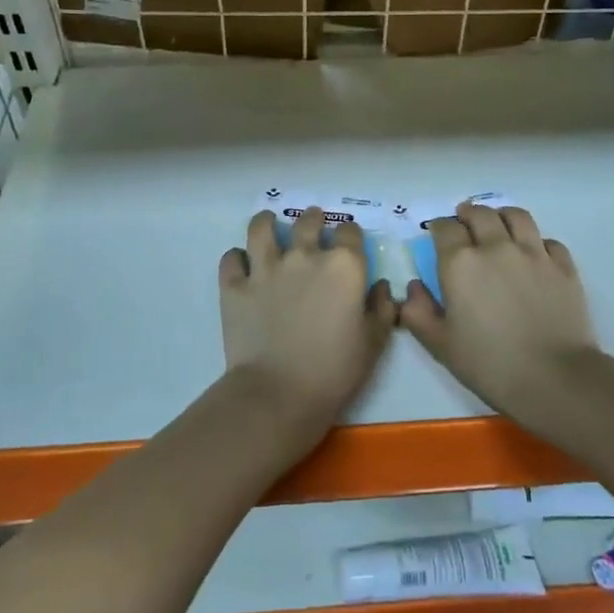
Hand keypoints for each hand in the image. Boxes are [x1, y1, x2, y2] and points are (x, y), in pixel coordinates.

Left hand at [220, 206, 396, 424]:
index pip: (349, 232)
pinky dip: (236, 258)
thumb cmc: (335, 370)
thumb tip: (381, 286)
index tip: (349, 243)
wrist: (279, 393)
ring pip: (262, 228)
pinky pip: (231, 259)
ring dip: (267, 222)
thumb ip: (382, 308)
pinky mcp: (234, 286)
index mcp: (343, 266)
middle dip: (313, 219)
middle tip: (313, 223)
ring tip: (269, 223)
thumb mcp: (374, 342)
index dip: (350, 235)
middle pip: (307, 222)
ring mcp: (265, 268)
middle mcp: (304, 256)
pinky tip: (241, 263)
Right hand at [400, 203, 596, 429]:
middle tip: (464, 221)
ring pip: (517, 216)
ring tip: (498, 222)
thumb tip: (414, 287)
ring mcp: (534, 253)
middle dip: (468, 214)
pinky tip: (534, 253)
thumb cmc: (489, 364)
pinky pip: (548, 240)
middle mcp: (496, 247)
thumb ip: (418, 312)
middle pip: (480, 214)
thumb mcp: (440, 345)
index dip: (439, 227)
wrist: (553, 378)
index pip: (445, 228)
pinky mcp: (564, 266)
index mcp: (460, 263)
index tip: (437, 233)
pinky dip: (537, 241)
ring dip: (502, 215)